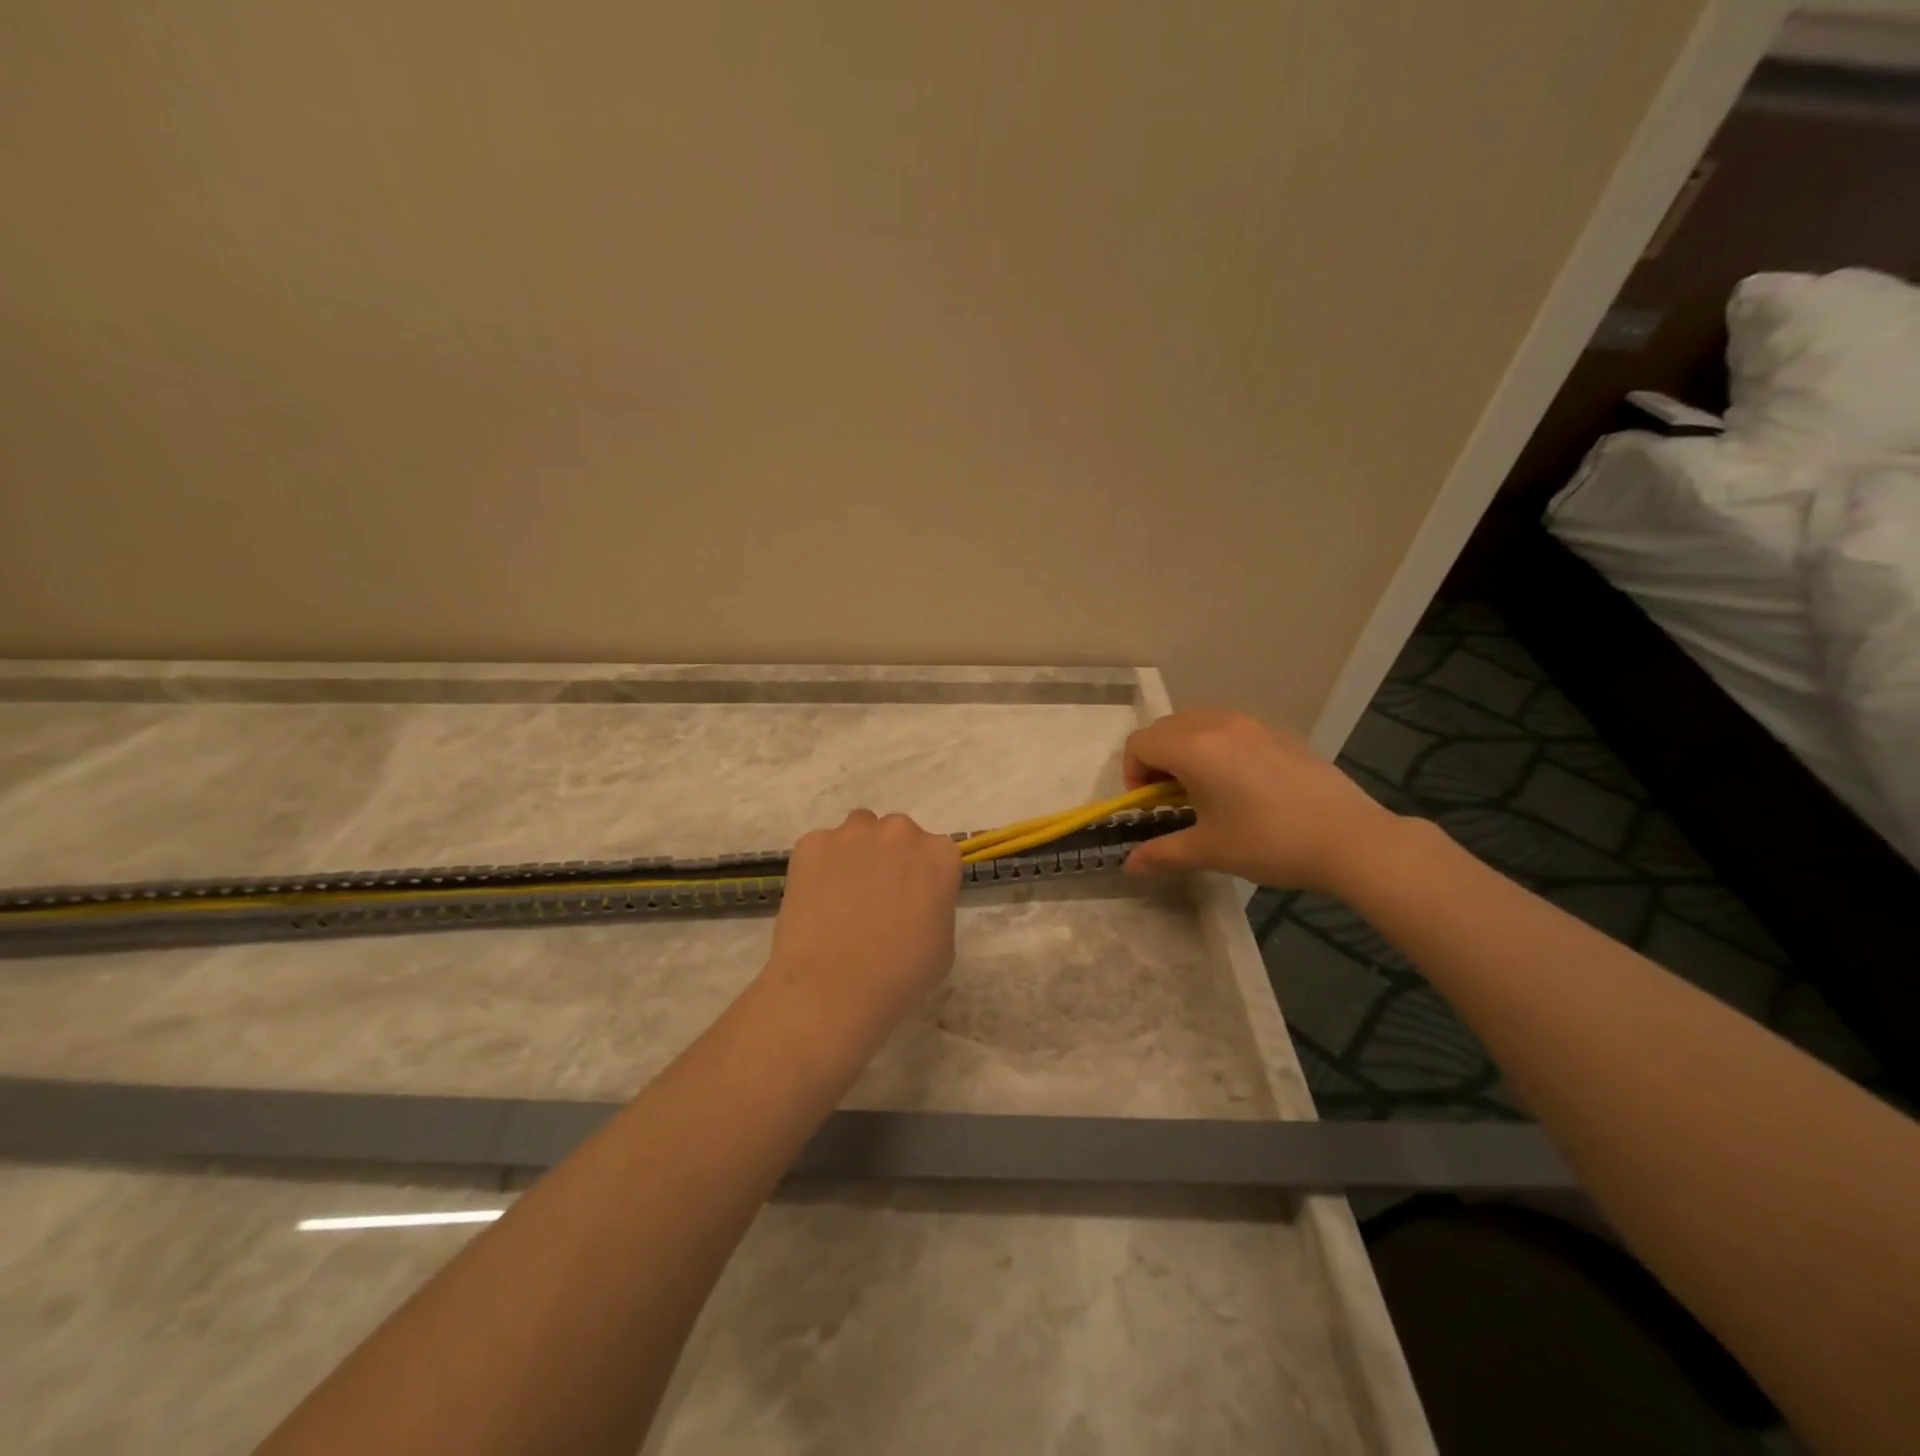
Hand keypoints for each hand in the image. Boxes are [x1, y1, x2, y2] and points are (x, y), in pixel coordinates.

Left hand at [763, 809, 961, 1037]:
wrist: (831, 989)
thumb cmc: (899, 976)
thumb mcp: (943, 945)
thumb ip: (935, 906)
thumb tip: (915, 901)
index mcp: (939, 856)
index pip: (937, 854)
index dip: (924, 879)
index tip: (913, 903)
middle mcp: (900, 832)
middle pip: (898, 835)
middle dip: (891, 859)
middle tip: (876, 898)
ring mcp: (852, 834)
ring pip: (859, 832)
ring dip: (857, 853)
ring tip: (842, 895)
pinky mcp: (812, 843)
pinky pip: (821, 847)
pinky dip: (820, 866)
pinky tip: (815, 902)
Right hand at [1122, 708, 1402, 893]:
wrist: (1349, 838)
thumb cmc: (1268, 842)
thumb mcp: (1209, 851)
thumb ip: (1162, 853)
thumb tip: (1130, 864)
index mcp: (1193, 748)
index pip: (1140, 743)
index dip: (1132, 774)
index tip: (1150, 806)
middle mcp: (1218, 725)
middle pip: (1165, 727)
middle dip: (1156, 759)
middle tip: (1171, 798)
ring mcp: (1252, 724)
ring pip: (1198, 721)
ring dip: (1185, 747)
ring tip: (1204, 787)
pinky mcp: (1279, 733)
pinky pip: (1231, 727)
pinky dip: (1217, 745)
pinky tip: (1241, 784)